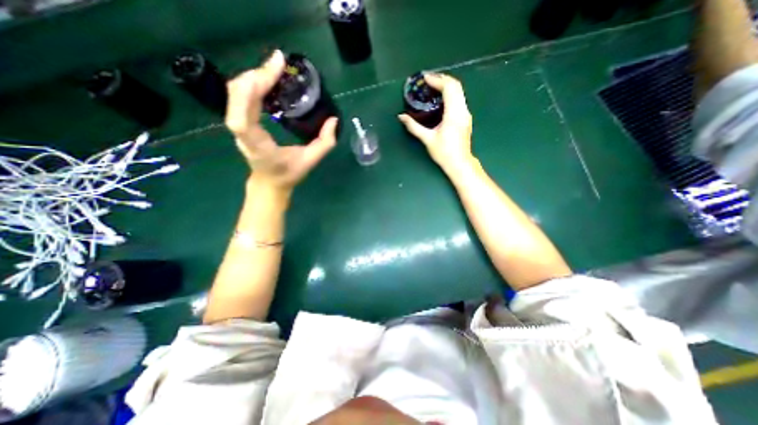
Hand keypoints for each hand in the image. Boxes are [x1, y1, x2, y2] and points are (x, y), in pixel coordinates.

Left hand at [225, 49, 337, 192]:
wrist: (269, 183)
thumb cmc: (288, 174)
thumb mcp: (310, 161)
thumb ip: (325, 143)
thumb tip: (333, 120)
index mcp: (259, 147)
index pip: (242, 120)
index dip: (250, 92)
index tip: (270, 73)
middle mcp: (243, 134)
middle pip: (236, 97)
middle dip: (256, 75)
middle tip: (278, 64)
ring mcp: (238, 127)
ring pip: (234, 93)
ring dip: (253, 76)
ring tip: (274, 69)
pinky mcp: (240, 121)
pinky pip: (239, 96)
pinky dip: (251, 82)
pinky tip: (266, 79)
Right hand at [398, 73, 471, 175]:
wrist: (459, 163)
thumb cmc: (444, 153)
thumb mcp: (427, 139)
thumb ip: (414, 126)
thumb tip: (401, 117)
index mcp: (454, 114)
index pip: (449, 88)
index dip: (437, 80)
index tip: (425, 79)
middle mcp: (463, 110)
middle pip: (456, 86)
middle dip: (442, 79)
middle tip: (427, 81)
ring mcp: (466, 113)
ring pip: (459, 91)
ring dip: (446, 86)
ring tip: (432, 87)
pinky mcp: (466, 118)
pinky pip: (459, 99)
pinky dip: (450, 94)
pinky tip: (440, 99)